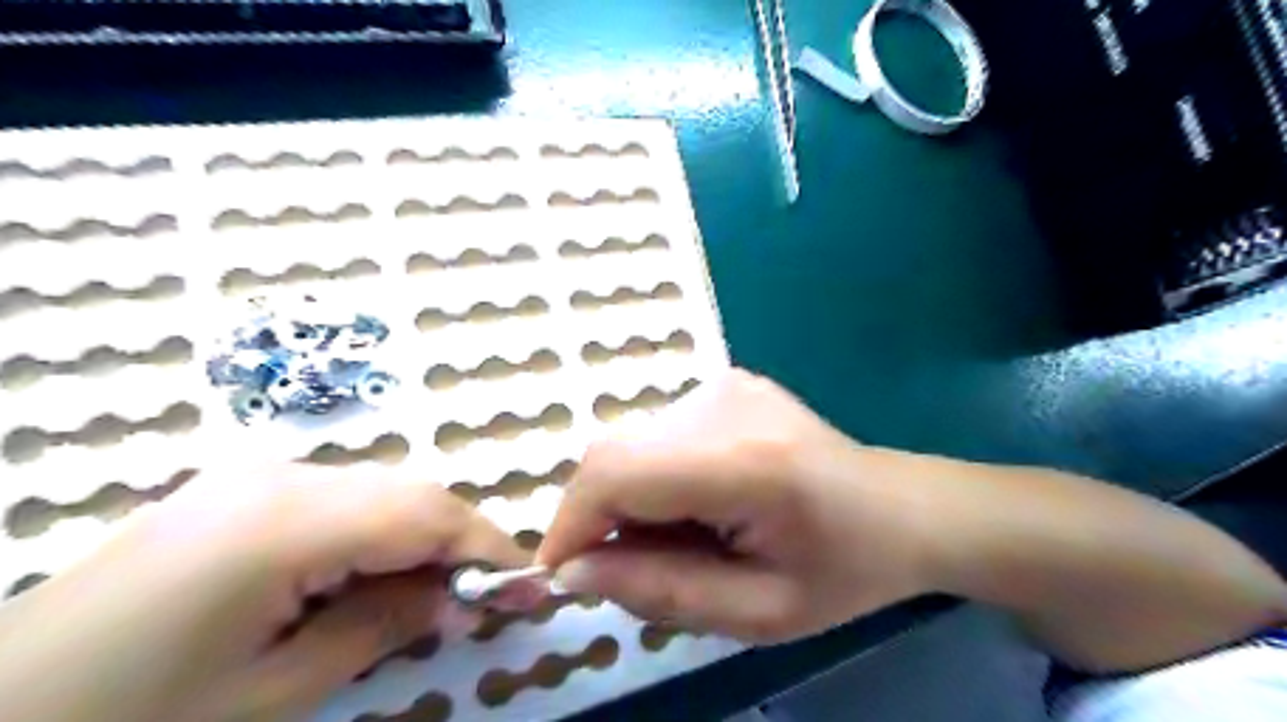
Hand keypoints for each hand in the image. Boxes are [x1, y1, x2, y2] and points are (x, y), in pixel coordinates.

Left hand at [0, 461, 526, 721]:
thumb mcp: (272, 695)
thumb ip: (380, 628)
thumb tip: (458, 599)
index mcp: (286, 520)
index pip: (426, 513)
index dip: (488, 546)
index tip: (530, 586)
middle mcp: (278, 477)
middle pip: (407, 494)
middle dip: (459, 543)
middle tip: (487, 598)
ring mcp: (251, 478)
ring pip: (377, 493)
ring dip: (418, 539)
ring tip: (434, 597)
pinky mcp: (234, 494)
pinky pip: (336, 501)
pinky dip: (375, 536)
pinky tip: (370, 580)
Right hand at [534, 369, 937, 645]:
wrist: (899, 507)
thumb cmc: (842, 571)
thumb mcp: (757, 614)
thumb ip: (659, 592)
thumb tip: (572, 571)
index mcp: (746, 461)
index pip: (617, 472)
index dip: (572, 523)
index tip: (563, 576)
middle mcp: (725, 403)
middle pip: (614, 453)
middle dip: (601, 518)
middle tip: (635, 567)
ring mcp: (724, 384)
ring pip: (630, 444)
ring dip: (631, 498)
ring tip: (685, 535)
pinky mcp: (724, 382)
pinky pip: (656, 434)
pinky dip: (654, 476)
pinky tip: (700, 501)